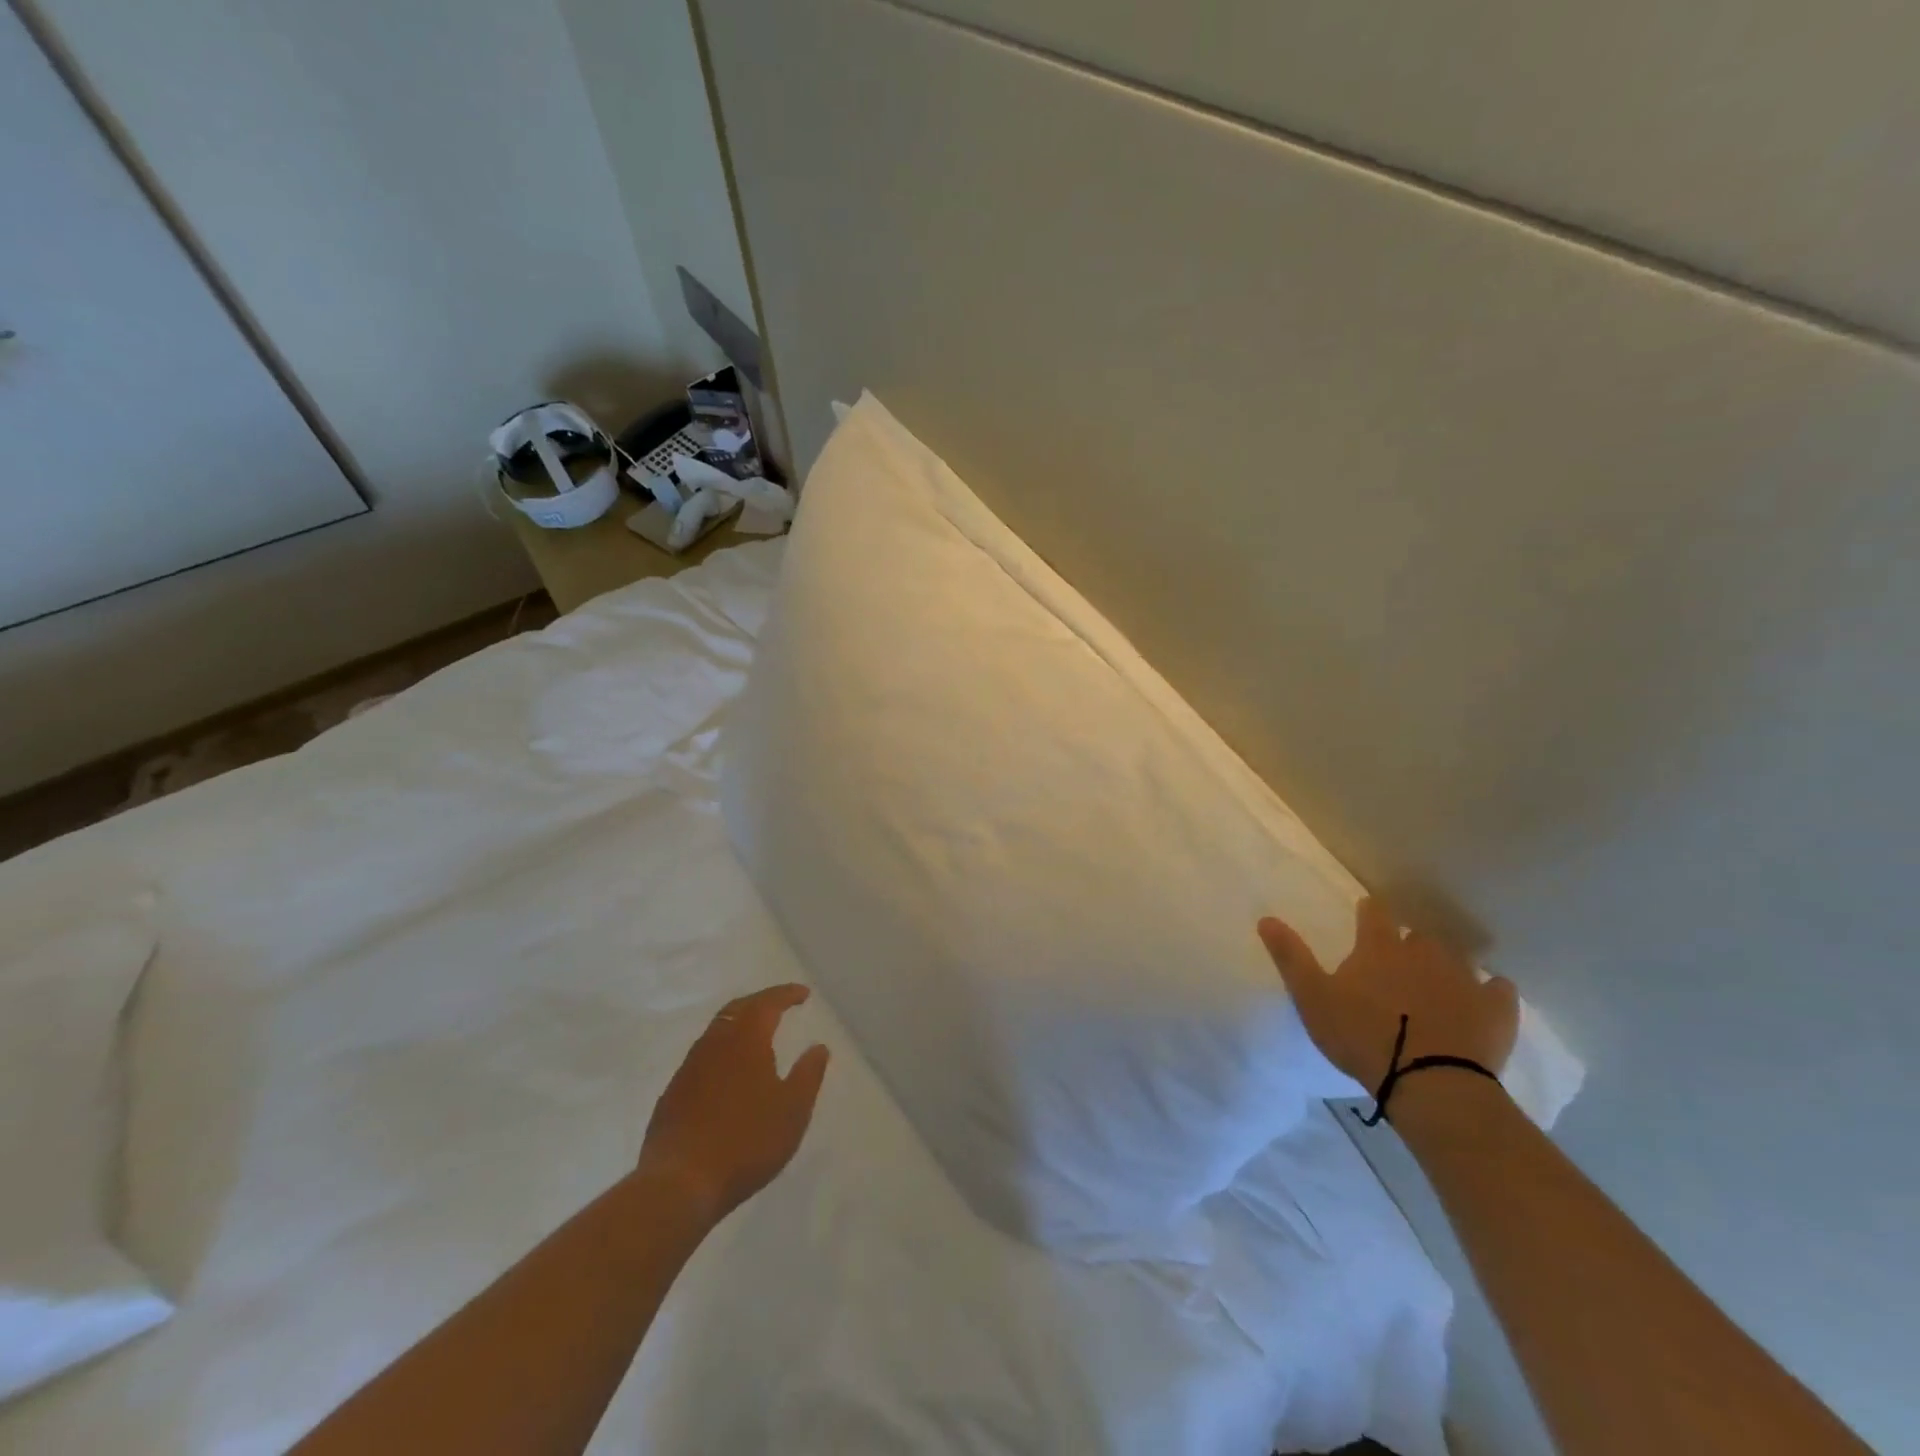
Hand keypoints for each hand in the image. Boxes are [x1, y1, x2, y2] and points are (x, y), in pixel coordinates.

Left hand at [637, 984, 829, 1224]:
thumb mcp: (792, 1110)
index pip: (767, 1003)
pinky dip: (722, 1051)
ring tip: (757, 1034)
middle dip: (761, 1002)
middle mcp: (714, 1044)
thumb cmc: (746, 1141)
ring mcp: (689, 1068)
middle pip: (737, 1009)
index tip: (804, 993)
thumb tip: (819, 1046)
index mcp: (746, 1040)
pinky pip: (702, 1056)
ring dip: (739, 1024)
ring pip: (717, 1031)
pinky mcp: (673, 1094)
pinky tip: (728, 1071)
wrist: (678, 1183)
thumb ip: (808, 1074)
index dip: (787, 995)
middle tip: (780, 1004)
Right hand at [1259, 898, 1518, 1093]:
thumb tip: (1266, 918)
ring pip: (1455, 959)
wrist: (1431, 1084)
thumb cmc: (1362, 1037)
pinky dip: (1489, 991)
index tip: (1366, 918)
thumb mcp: (1312, 998)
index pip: (1374, 912)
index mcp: (1379, 947)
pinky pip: (1498, 989)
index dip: (1369, 913)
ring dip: (1444, 967)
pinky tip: (1483, 1001)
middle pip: (1416, 935)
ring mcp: (1464, 978)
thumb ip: (1291, 957)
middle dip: (1407, 945)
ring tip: (1435, 987)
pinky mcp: (1496, 1009)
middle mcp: (1423, 952)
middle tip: (1397, 966)